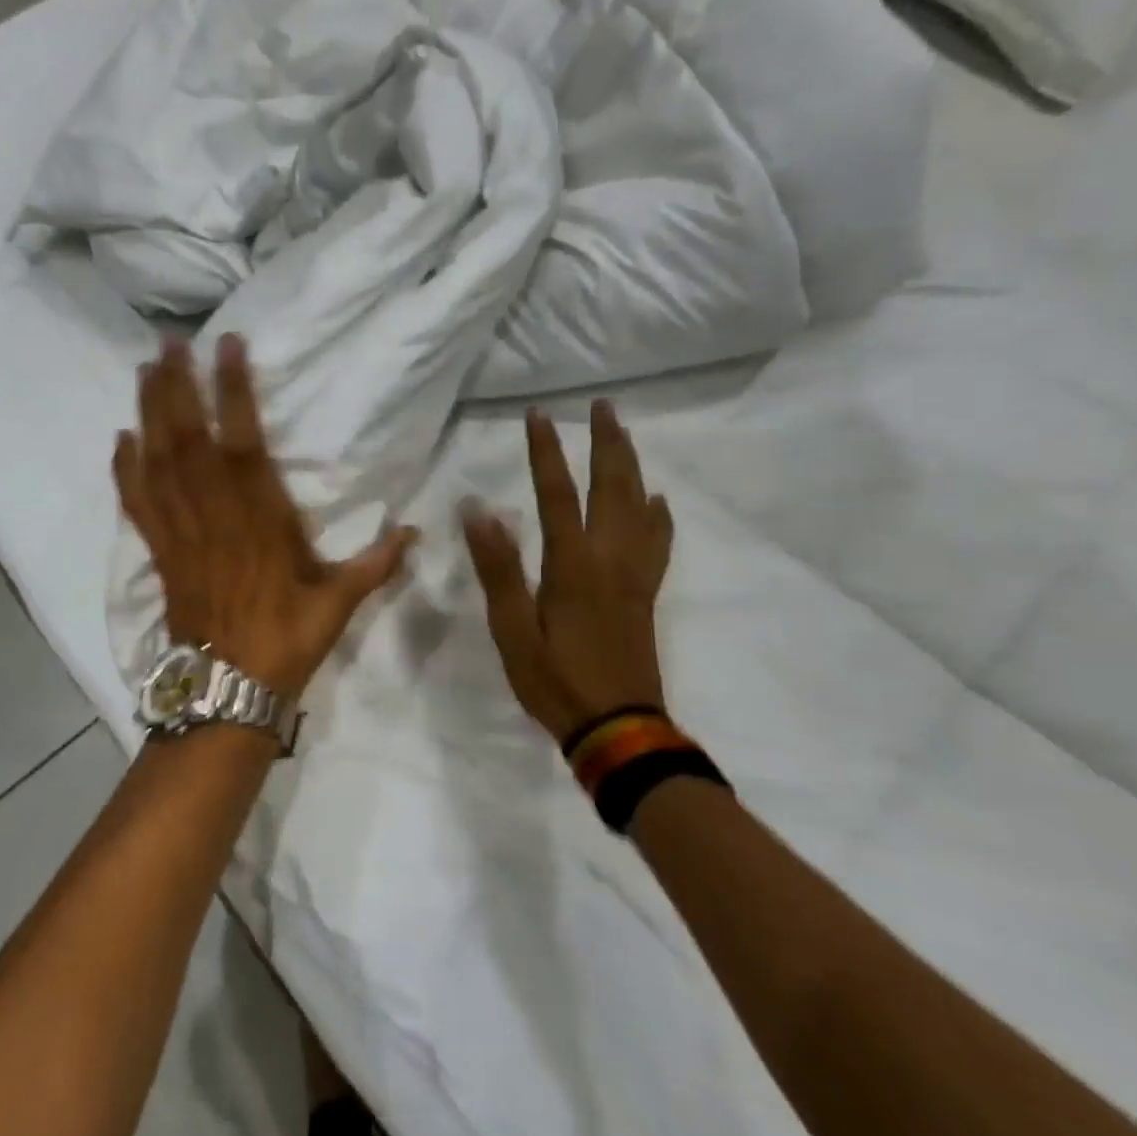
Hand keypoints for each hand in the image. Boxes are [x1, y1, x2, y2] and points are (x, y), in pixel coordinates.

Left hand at [113, 336, 417, 696]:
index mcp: (260, 518)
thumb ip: (376, 563)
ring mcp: (181, 531)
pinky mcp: (160, 551)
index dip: (234, 390)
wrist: (229, 690)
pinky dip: (125, 469)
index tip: (227, 345)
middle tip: (169, 341)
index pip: (244, 440)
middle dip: (177, 385)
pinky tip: (120, 438)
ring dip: (149, 412)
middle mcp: (214, 514)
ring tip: (146, 369)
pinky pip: (137, 503)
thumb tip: (417, 533)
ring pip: (158, 461)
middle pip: (188, 438)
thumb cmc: (287, 640)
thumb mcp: (339, 602)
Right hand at [462, 401, 674, 743]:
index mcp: (572, 564)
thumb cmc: (555, 680)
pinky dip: (658, 514)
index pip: (556, 493)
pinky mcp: (645, 593)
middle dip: (605, 442)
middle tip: (602, 406)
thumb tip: (478, 510)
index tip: (539, 415)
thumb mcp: (513, 629)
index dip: (545, 451)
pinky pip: (658, 542)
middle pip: (611, 487)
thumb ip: (498, 568)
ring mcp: (634, 575)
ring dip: (631, 465)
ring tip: (625, 435)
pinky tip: (657, 499)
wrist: (618, 729)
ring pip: (638, 506)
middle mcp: (609, 558)